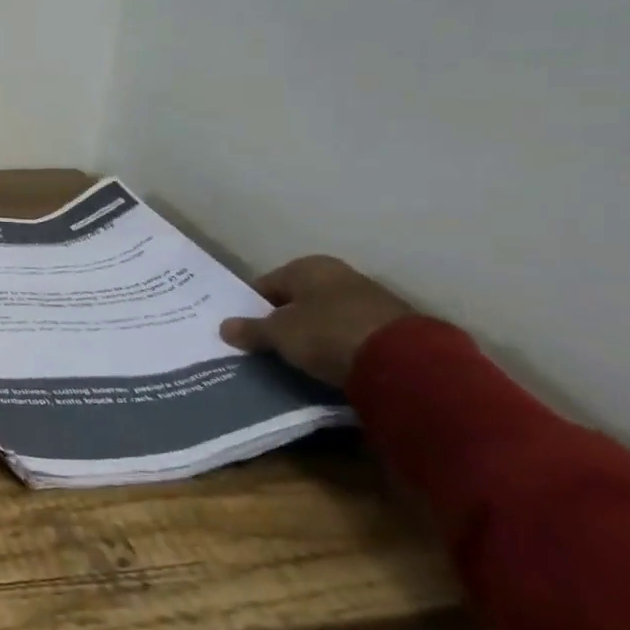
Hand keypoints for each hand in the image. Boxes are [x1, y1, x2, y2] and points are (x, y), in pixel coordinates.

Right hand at [218, 255, 416, 387]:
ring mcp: (370, 297)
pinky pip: (352, 332)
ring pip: (327, 315)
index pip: (267, 284)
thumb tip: (224, 327)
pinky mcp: (393, 325)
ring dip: (314, 333)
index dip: (253, 307)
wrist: (406, 361)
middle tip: (270, 346)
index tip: (246, 331)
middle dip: (285, 320)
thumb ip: (252, 330)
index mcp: (307, 266)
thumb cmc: (328, 334)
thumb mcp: (281, 335)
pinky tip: (333, 364)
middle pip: (299, 298)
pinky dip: (340, 344)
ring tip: (301, 359)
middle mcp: (339, 274)